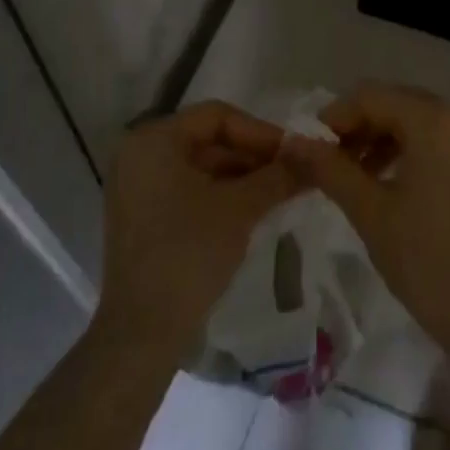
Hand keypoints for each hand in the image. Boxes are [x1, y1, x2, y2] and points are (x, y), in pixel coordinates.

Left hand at [96, 102, 299, 359]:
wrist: (142, 334)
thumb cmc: (189, 254)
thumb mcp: (240, 208)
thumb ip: (277, 175)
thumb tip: (312, 156)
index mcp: (153, 140)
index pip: (217, 116)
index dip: (260, 131)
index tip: (294, 152)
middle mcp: (139, 154)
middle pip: (208, 139)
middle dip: (253, 155)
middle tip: (293, 172)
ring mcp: (136, 186)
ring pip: (201, 165)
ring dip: (242, 176)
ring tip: (281, 191)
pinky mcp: (142, 215)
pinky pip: (188, 188)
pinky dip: (221, 194)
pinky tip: (254, 209)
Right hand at [279, 83, 449, 360]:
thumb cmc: (426, 260)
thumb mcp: (369, 211)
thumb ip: (329, 168)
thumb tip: (292, 143)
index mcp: (435, 119)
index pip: (371, 97)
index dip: (335, 117)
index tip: (308, 147)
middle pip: (397, 103)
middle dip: (359, 127)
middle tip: (327, 161)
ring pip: (418, 120)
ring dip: (382, 139)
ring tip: (353, 174)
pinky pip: (440, 139)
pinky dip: (411, 150)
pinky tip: (388, 180)